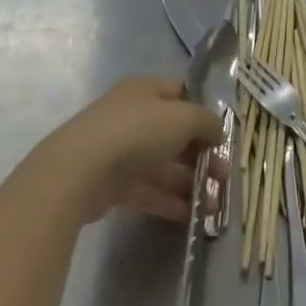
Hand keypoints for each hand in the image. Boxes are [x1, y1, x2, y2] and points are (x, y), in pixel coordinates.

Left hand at [39, 76, 224, 223]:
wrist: (80, 170)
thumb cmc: (137, 131)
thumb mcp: (184, 118)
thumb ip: (207, 122)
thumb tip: (217, 132)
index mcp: (146, 90)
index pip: (182, 93)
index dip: (205, 111)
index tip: (224, 134)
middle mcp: (133, 115)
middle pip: (174, 133)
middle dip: (201, 155)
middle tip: (224, 176)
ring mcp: (120, 150)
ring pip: (162, 165)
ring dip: (189, 183)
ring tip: (214, 204)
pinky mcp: (112, 183)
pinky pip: (148, 190)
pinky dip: (169, 201)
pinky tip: (192, 216)